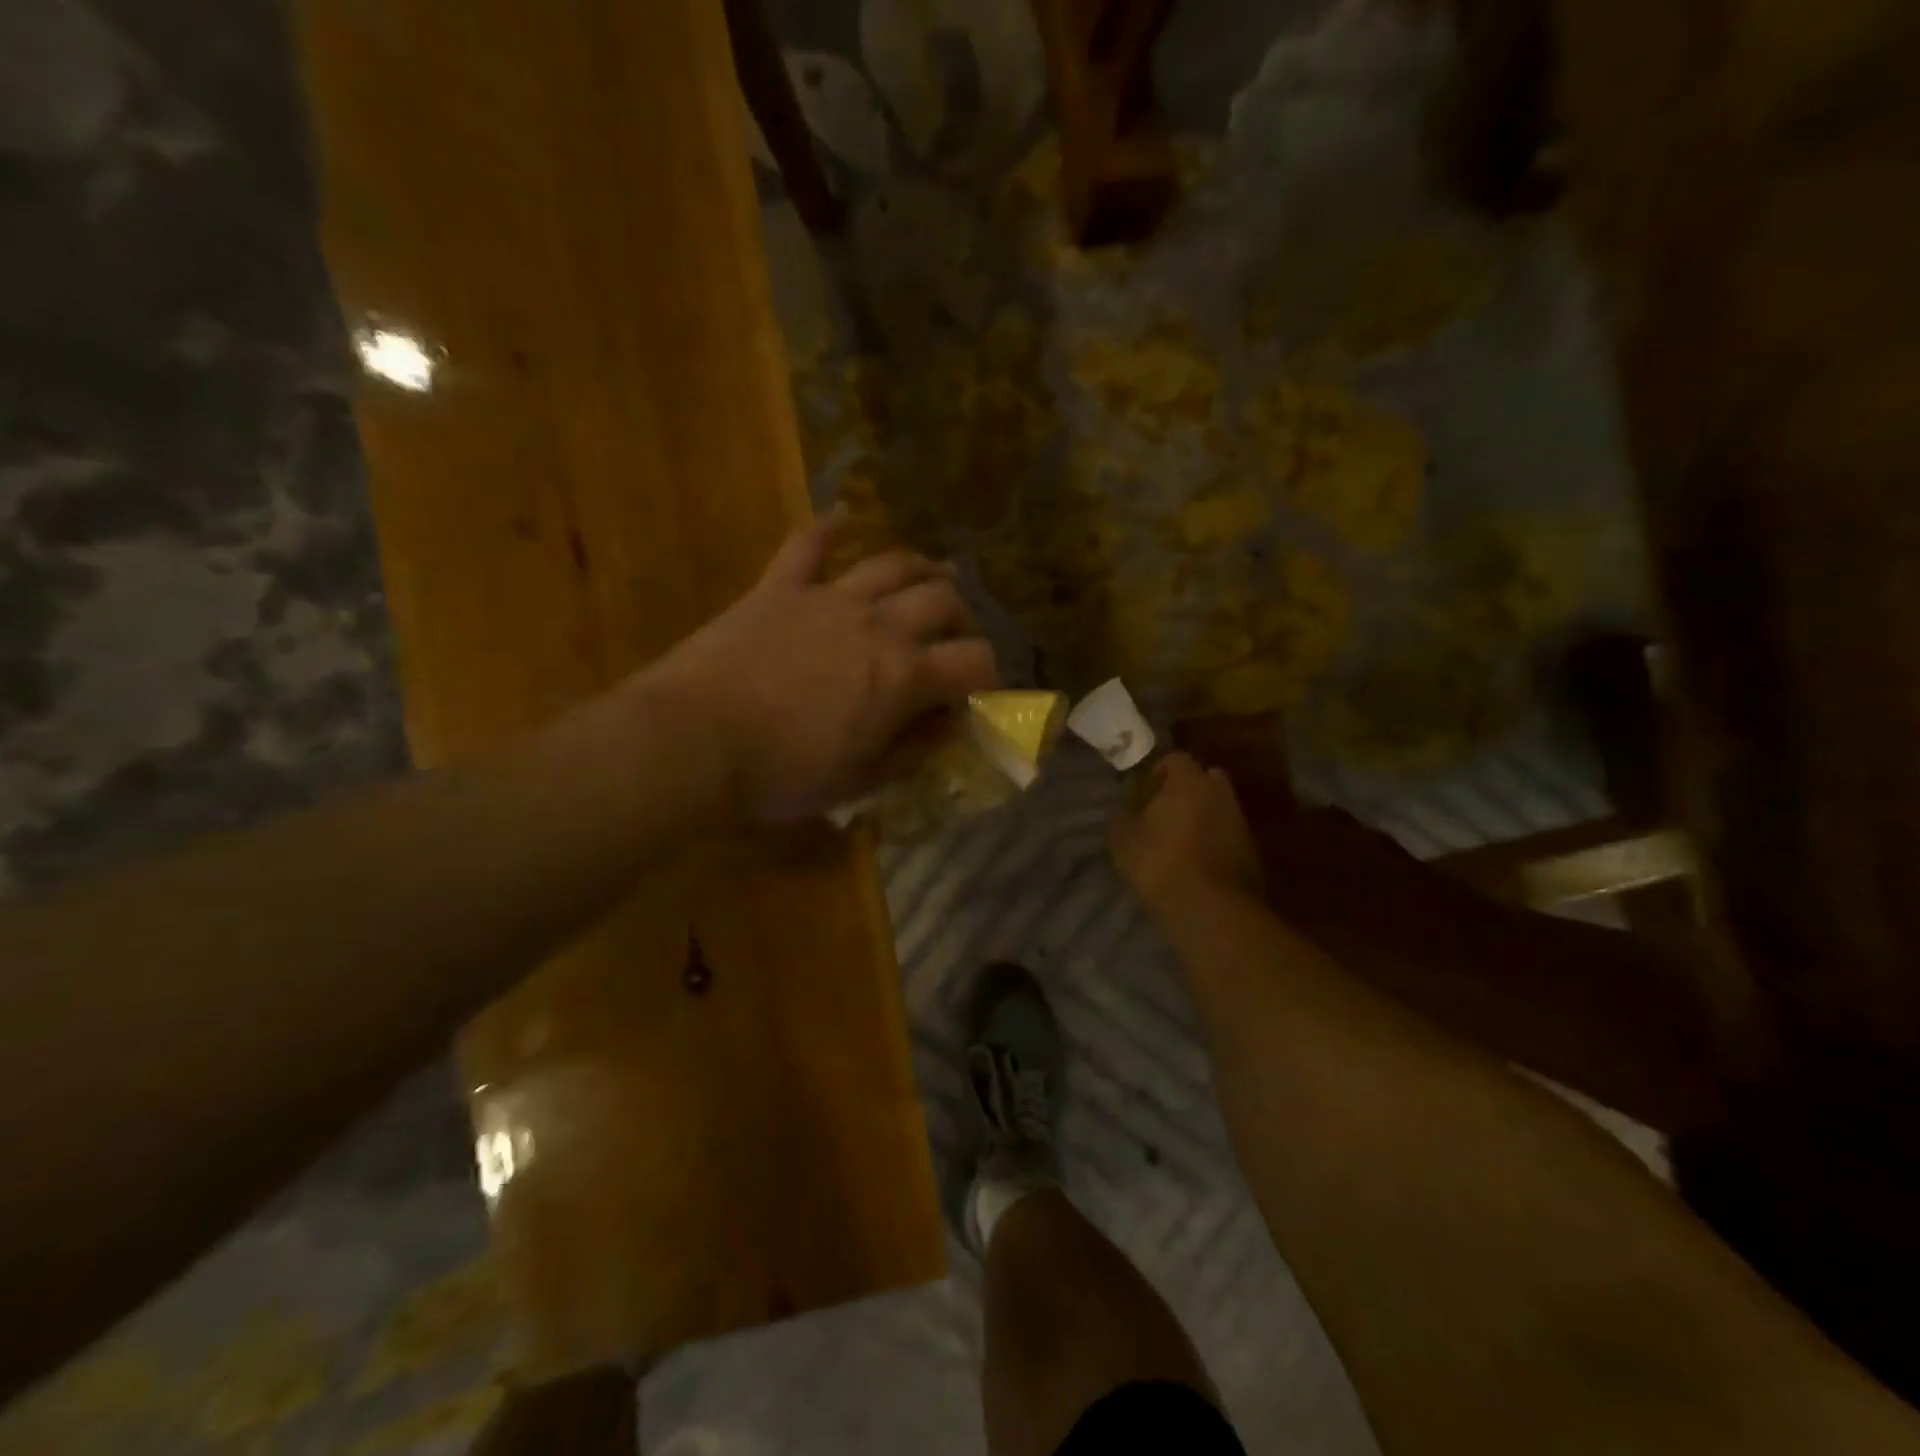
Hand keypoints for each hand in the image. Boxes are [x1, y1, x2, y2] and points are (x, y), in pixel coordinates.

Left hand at [643, 512, 998, 822]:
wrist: (694, 741)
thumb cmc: (781, 774)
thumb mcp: (860, 781)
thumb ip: (913, 750)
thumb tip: (950, 723)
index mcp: (903, 676)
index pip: (974, 661)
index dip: (988, 674)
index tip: (978, 688)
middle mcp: (878, 625)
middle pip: (941, 601)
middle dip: (961, 617)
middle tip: (956, 634)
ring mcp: (828, 597)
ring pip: (891, 564)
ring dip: (921, 567)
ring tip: (934, 575)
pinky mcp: (779, 586)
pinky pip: (808, 545)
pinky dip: (828, 528)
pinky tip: (842, 515)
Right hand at [1110, 752, 1263, 915]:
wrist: (1212, 908)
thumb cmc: (1161, 863)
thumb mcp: (1124, 841)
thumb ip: (1120, 819)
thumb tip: (1119, 811)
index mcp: (1189, 782)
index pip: (1176, 759)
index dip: (1158, 772)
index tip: (1143, 793)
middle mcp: (1221, 794)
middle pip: (1205, 780)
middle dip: (1187, 791)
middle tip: (1165, 813)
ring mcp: (1241, 823)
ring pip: (1220, 809)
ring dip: (1203, 818)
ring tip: (1179, 842)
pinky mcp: (1253, 853)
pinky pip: (1229, 836)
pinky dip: (1215, 843)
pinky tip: (1197, 864)